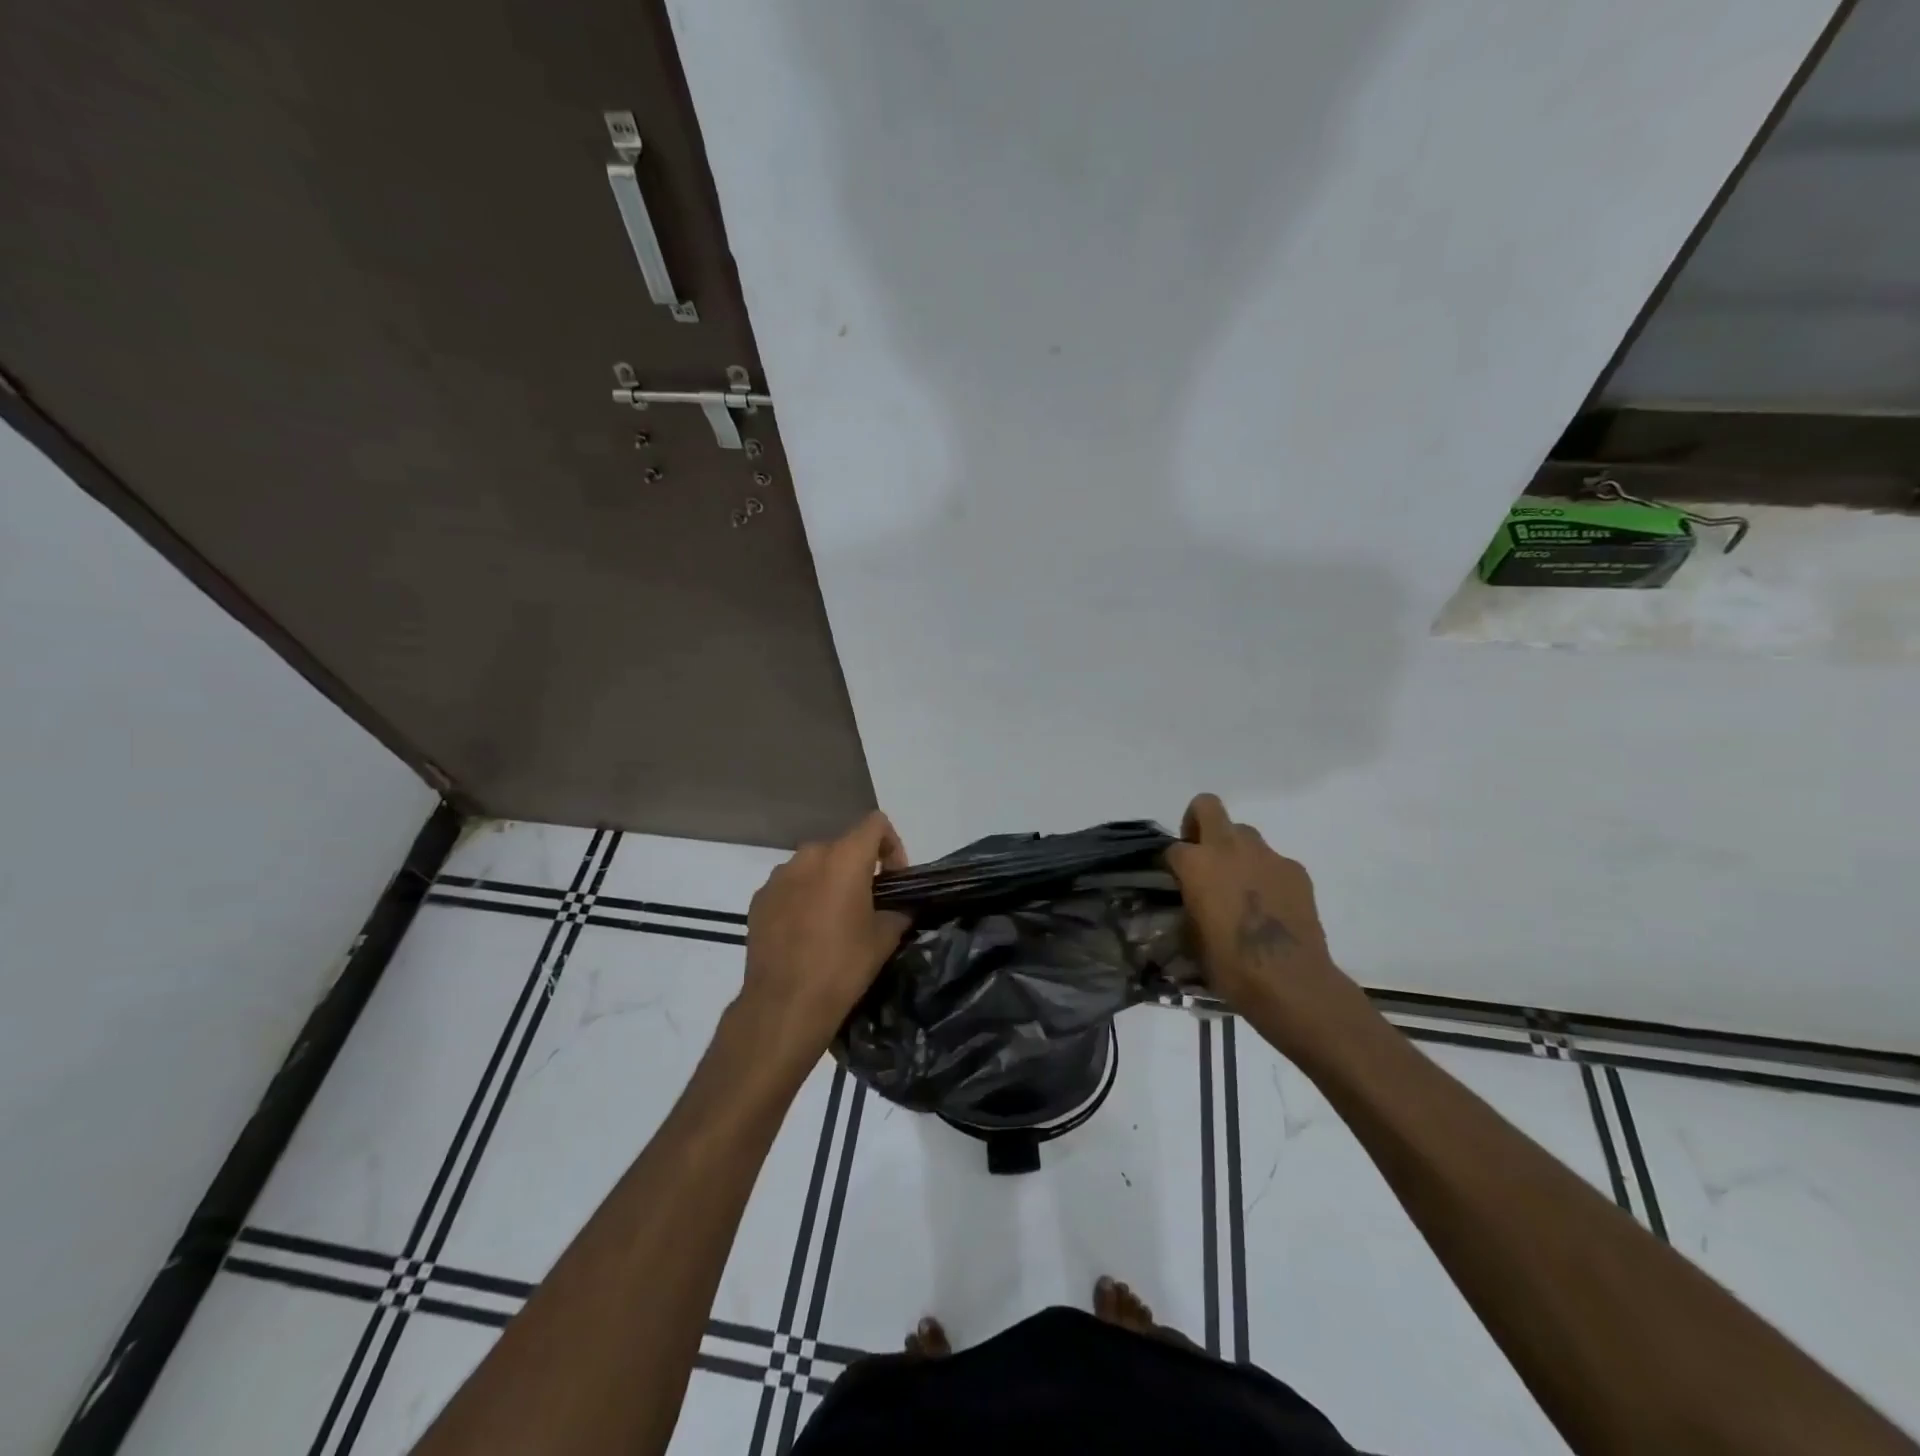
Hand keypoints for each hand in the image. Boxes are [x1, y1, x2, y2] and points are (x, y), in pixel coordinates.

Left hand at [739, 811, 911, 1067]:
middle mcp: (809, 856)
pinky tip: (807, 932)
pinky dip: (804, 897)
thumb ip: (898, 910)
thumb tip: (900, 906)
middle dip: (859, 868)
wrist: (784, 1004)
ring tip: (835, 920)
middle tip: (869, 903)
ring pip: (814, 865)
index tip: (894, 880)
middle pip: (843, 846)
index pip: (875, 824)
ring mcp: (779, 876)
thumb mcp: (885, 938)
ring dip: (829, 881)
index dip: (892, 845)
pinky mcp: (759, 898)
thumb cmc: (843, 966)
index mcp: (844, 857)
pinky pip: (791, 886)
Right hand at [1166, 794, 1360, 1046]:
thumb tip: (1190, 903)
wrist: (1290, 981)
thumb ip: (1188, 906)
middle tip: (1201, 854)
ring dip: (1235, 850)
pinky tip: (1269, 905)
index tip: (1175, 882)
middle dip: (1198, 822)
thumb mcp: (1191, 937)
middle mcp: (1229, 848)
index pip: (1173, 848)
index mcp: (1196, 864)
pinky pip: (1272, 861)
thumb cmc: (1230, 965)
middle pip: (1207, 807)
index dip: (1172, 864)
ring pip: (1244, 834)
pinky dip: (1265, 874)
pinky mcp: (1295, 870)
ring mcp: (1267, 855)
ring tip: (1239, 886)